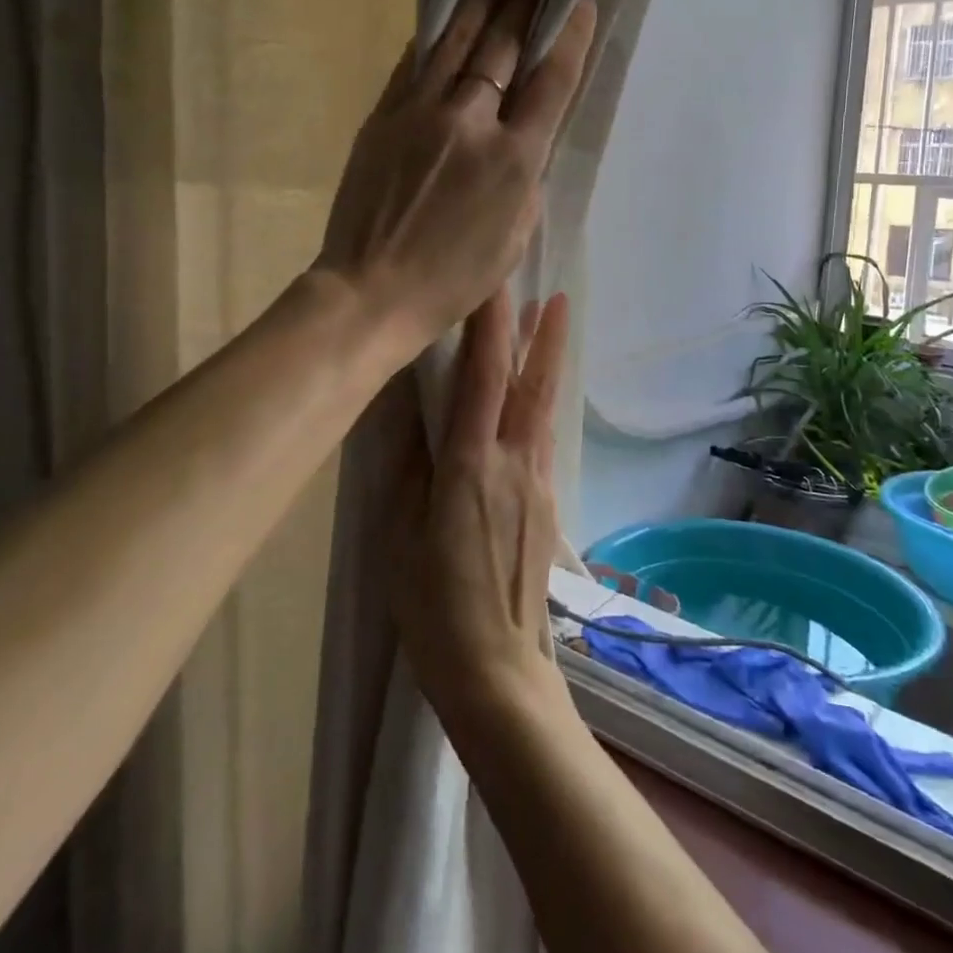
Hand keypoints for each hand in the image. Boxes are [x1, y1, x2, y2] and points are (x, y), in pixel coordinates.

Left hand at [318, 0, 596, 357]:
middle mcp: (470, 123)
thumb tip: (521, 141)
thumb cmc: (453, 281)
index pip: (550, 83)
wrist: (371, 291)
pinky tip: (446, 12)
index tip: (579, 1)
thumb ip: (525, 181)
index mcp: (513, 161)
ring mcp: (420, 114)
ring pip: (455, 40)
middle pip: (502, 46)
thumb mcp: (513, 240)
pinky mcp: (382, 117)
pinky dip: (434, 35)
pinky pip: (413, 63)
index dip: (569, 38)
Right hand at [390, 290, 571, 716]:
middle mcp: (513, 464)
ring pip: (543, 408)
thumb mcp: (400, 533)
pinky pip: (541, 437)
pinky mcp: (547, 504)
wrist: (497, 669)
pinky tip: (533, 399)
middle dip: (542, 335)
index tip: (495, 284)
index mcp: (471, 465)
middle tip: (552, 294)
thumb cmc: (434, 604)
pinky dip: (540, 403)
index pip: (484, 378)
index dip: (491, 326)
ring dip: (547, 363)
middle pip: (531, 385)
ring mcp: (537, 484)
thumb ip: (407, 464)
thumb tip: (407, 405)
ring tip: (551, 327)